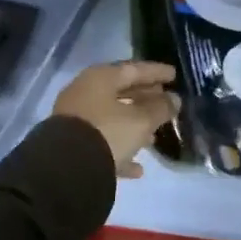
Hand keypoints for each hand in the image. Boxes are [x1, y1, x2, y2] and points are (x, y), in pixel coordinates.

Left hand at [54, 61, 180, 179]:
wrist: (66, 170)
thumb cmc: (108, 133)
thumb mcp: (141, 121)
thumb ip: (160, 109)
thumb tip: (174, 100)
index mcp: (100, 78)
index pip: (134, 69)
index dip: (156, 72)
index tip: (174, 75)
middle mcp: (85, 93)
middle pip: (122, 92)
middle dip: (145, 99)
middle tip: (167, 103)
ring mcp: (76, 119)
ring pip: (112, 118)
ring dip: (134, 126)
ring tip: (155, 137)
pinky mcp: (73, 144)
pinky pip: (103, 142)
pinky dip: (120, 150)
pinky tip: (137, 168)